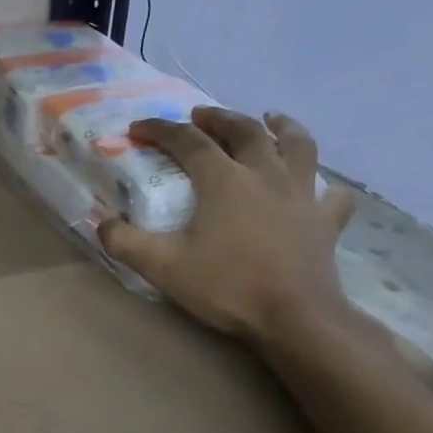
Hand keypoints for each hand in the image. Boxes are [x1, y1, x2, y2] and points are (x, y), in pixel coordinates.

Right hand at [98, 108, 358, 348]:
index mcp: (224, 180)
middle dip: (218, 118)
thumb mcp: (162, 266)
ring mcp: (302, 195)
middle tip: (200, 115)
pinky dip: (322, 185)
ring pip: (298, 145)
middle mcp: (265, 174)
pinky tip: (317, 188)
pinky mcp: (326, 221)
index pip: (188, 141)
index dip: (160, 130)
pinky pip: (330, 194)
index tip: (139, 128)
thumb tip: (102, 223)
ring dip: (283, 127)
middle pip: (244, 131)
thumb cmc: (226, 286)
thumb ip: (124, 242)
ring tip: (271, 119)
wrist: (295, 317)